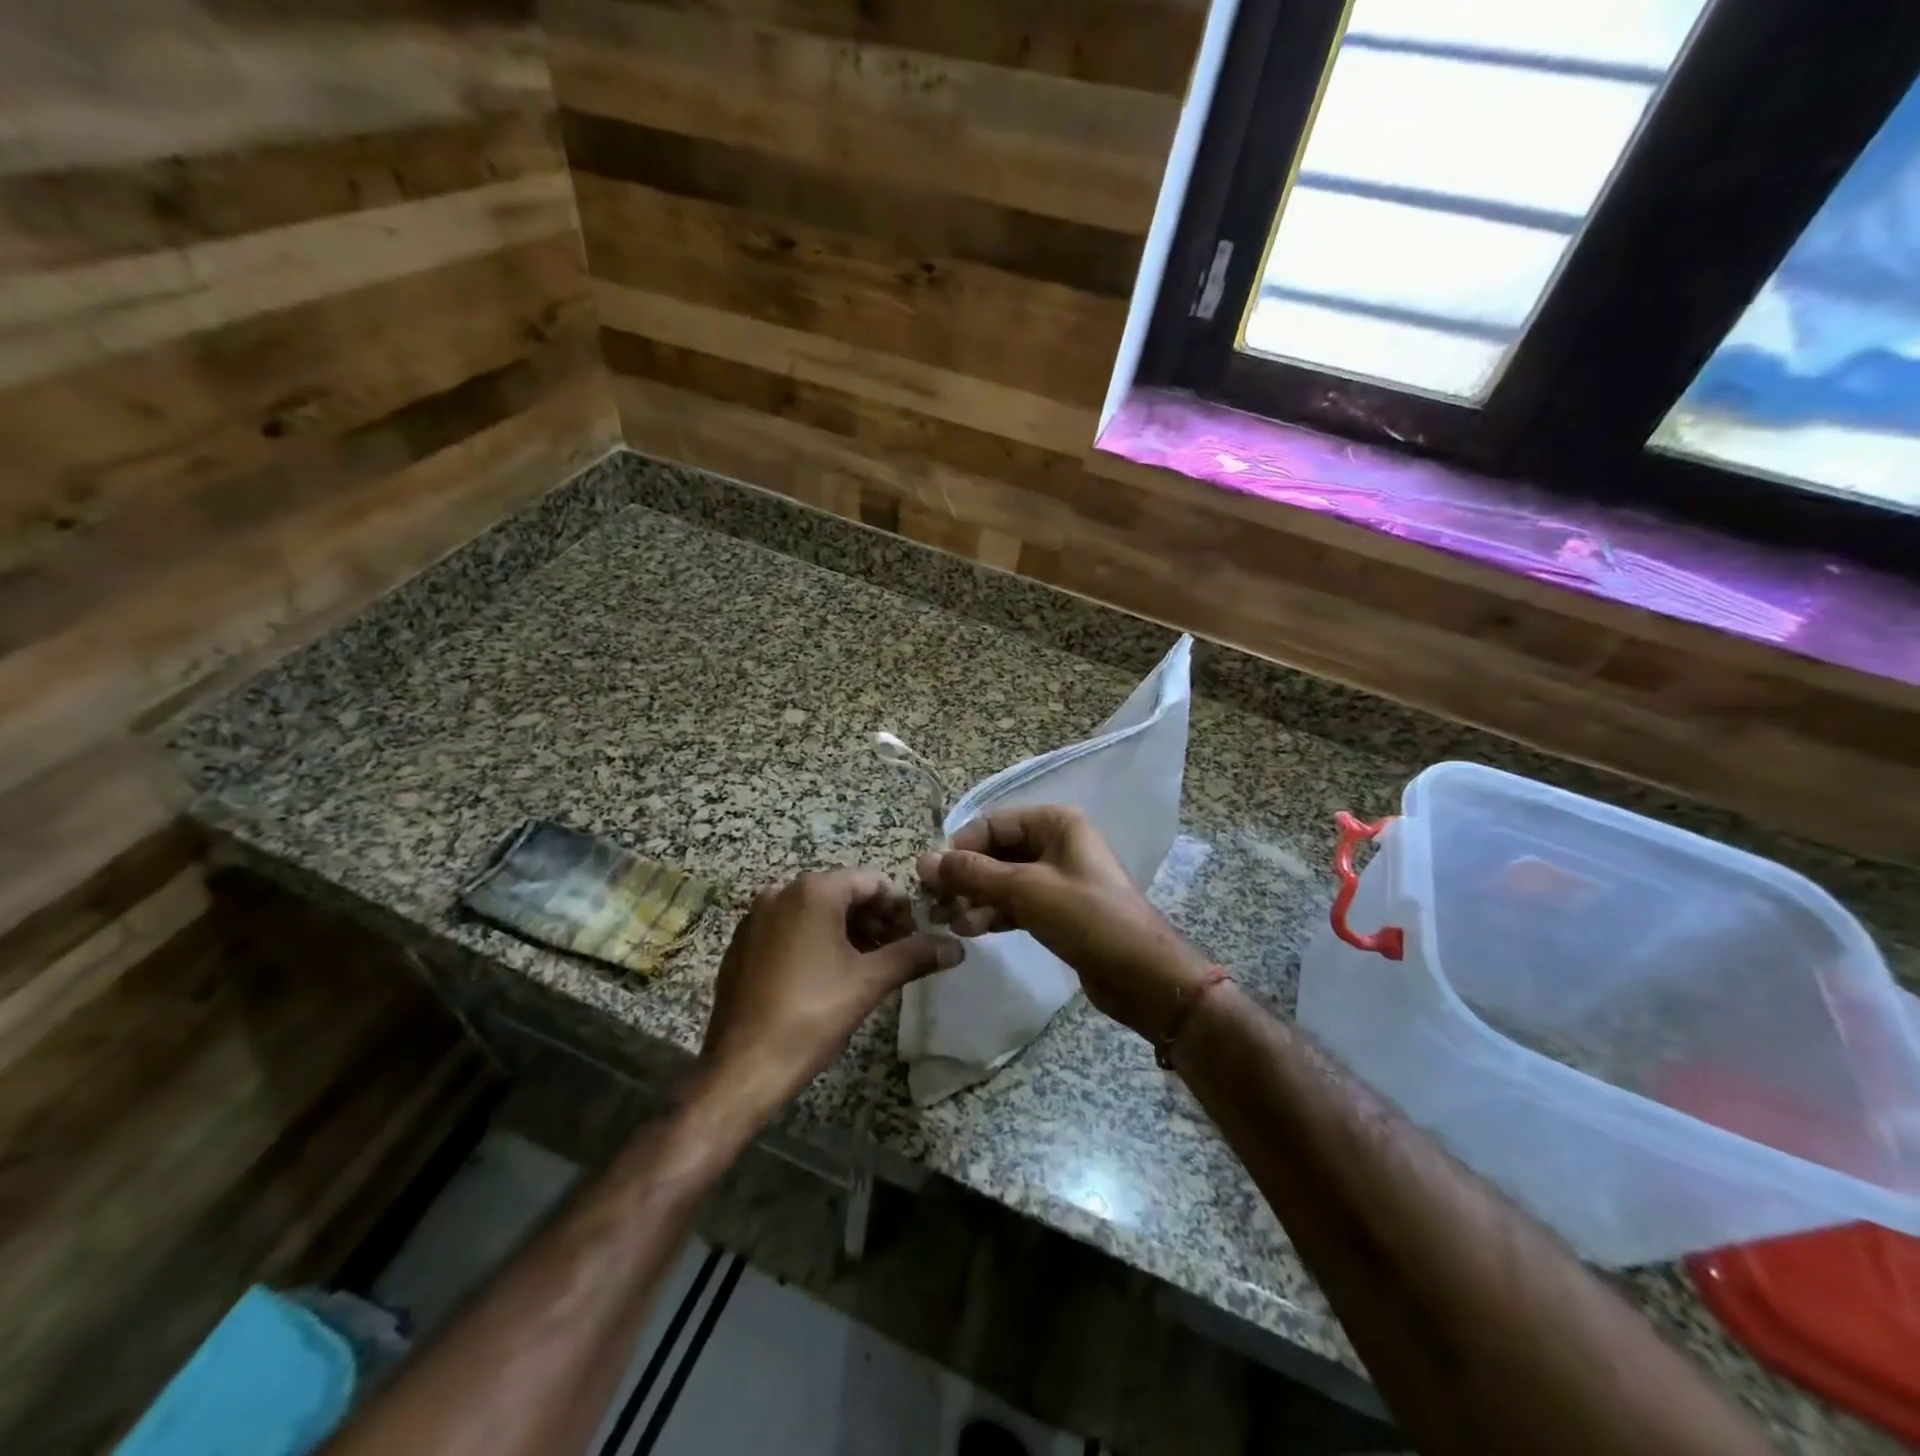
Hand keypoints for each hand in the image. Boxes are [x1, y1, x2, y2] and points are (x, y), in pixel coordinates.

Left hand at [701, 868, 958, 1117]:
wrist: (742, 1069)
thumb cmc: (812, 1015)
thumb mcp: (870, 982)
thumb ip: (914, 956)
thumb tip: (956, 947)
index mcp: (813, 891)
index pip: (872, 881)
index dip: (900, 908)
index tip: (915, 940)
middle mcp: (781, 892)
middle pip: (843, 893)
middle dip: (875, 921)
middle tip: (896, 955)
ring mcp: (756, 918)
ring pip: (816, 912)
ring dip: (848, 932)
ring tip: (867, 968)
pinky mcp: (742, 944)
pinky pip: (789, 929)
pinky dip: (816, 942)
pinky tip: (827, 978)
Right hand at [916, 806, 1213, 1043]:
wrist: (1142, 976)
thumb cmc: (1087, 918)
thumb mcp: (1026, 890)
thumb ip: (973, 873)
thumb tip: (924, 861)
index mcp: (1055, 823)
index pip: (992, 824)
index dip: (959, 847)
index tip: (929, 877)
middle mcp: (1056, 843)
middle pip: (996, 852)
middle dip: (965, 877)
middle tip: (935, 905)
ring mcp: (1057, 878)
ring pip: (1002, 880)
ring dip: (975, 899)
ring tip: (950, 923)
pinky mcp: (1057, 910)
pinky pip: (1015, 903)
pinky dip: (993, 913)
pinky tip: (971, 931)